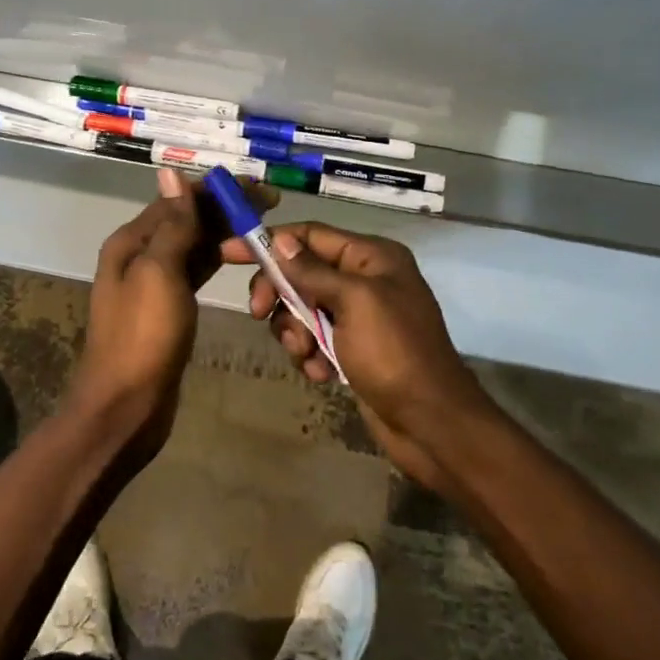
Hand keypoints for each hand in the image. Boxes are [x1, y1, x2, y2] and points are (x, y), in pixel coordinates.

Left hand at [70, 169, 268, 455]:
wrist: (126, 406)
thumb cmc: (143, 336)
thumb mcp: (159, 272)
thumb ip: (172, 224)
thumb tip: (172, 172)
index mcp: (132, 241)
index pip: (179, 199)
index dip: (218, 190)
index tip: (259, 188)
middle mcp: (140, 254)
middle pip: (188, 220)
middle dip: (226, 210)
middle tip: (272, 207)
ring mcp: (154, 282)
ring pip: (194, 245)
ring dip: (225, 235)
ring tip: (264, 233)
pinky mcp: (169, 307)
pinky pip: (195, 271)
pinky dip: (217, 260)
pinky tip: (242, 258)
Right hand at [223, 223, 496, 492]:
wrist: (430, 423)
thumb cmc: (394, 352)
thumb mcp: (353, 302)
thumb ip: (312, 270)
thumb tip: (280, 240)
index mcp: (371, 257)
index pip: (310, 235)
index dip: (269, 242)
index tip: (228, 254)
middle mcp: (364, 280)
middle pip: (301, 272)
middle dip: (279, 295)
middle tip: (259, 314)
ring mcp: (358, 316)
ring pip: (302, 309)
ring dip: (294, 331)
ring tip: (307, 354)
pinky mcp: (352, 349)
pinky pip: (314, 340)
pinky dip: (311, 355)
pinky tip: (322, 374)